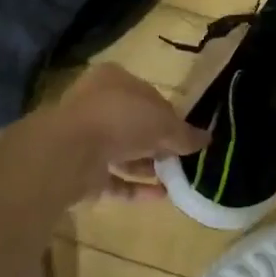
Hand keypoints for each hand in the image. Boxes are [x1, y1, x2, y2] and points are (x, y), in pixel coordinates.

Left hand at [45, 64, 208, 202]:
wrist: (68, 152)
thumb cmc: (121, 119)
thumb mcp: (164, 123)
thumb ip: (185, 134)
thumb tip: (207, 140)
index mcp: (115, 80)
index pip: (149, 96)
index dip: (171, 116)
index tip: (187, 135)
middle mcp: (97, 104)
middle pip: (136, 124)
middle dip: (159, 143)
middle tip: (182, 159)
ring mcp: (85, 137)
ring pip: (123, 151)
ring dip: (148, 166)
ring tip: (175, 179)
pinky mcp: (79, 169)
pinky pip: (113, 177)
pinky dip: (135, 186)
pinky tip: (160, 196)